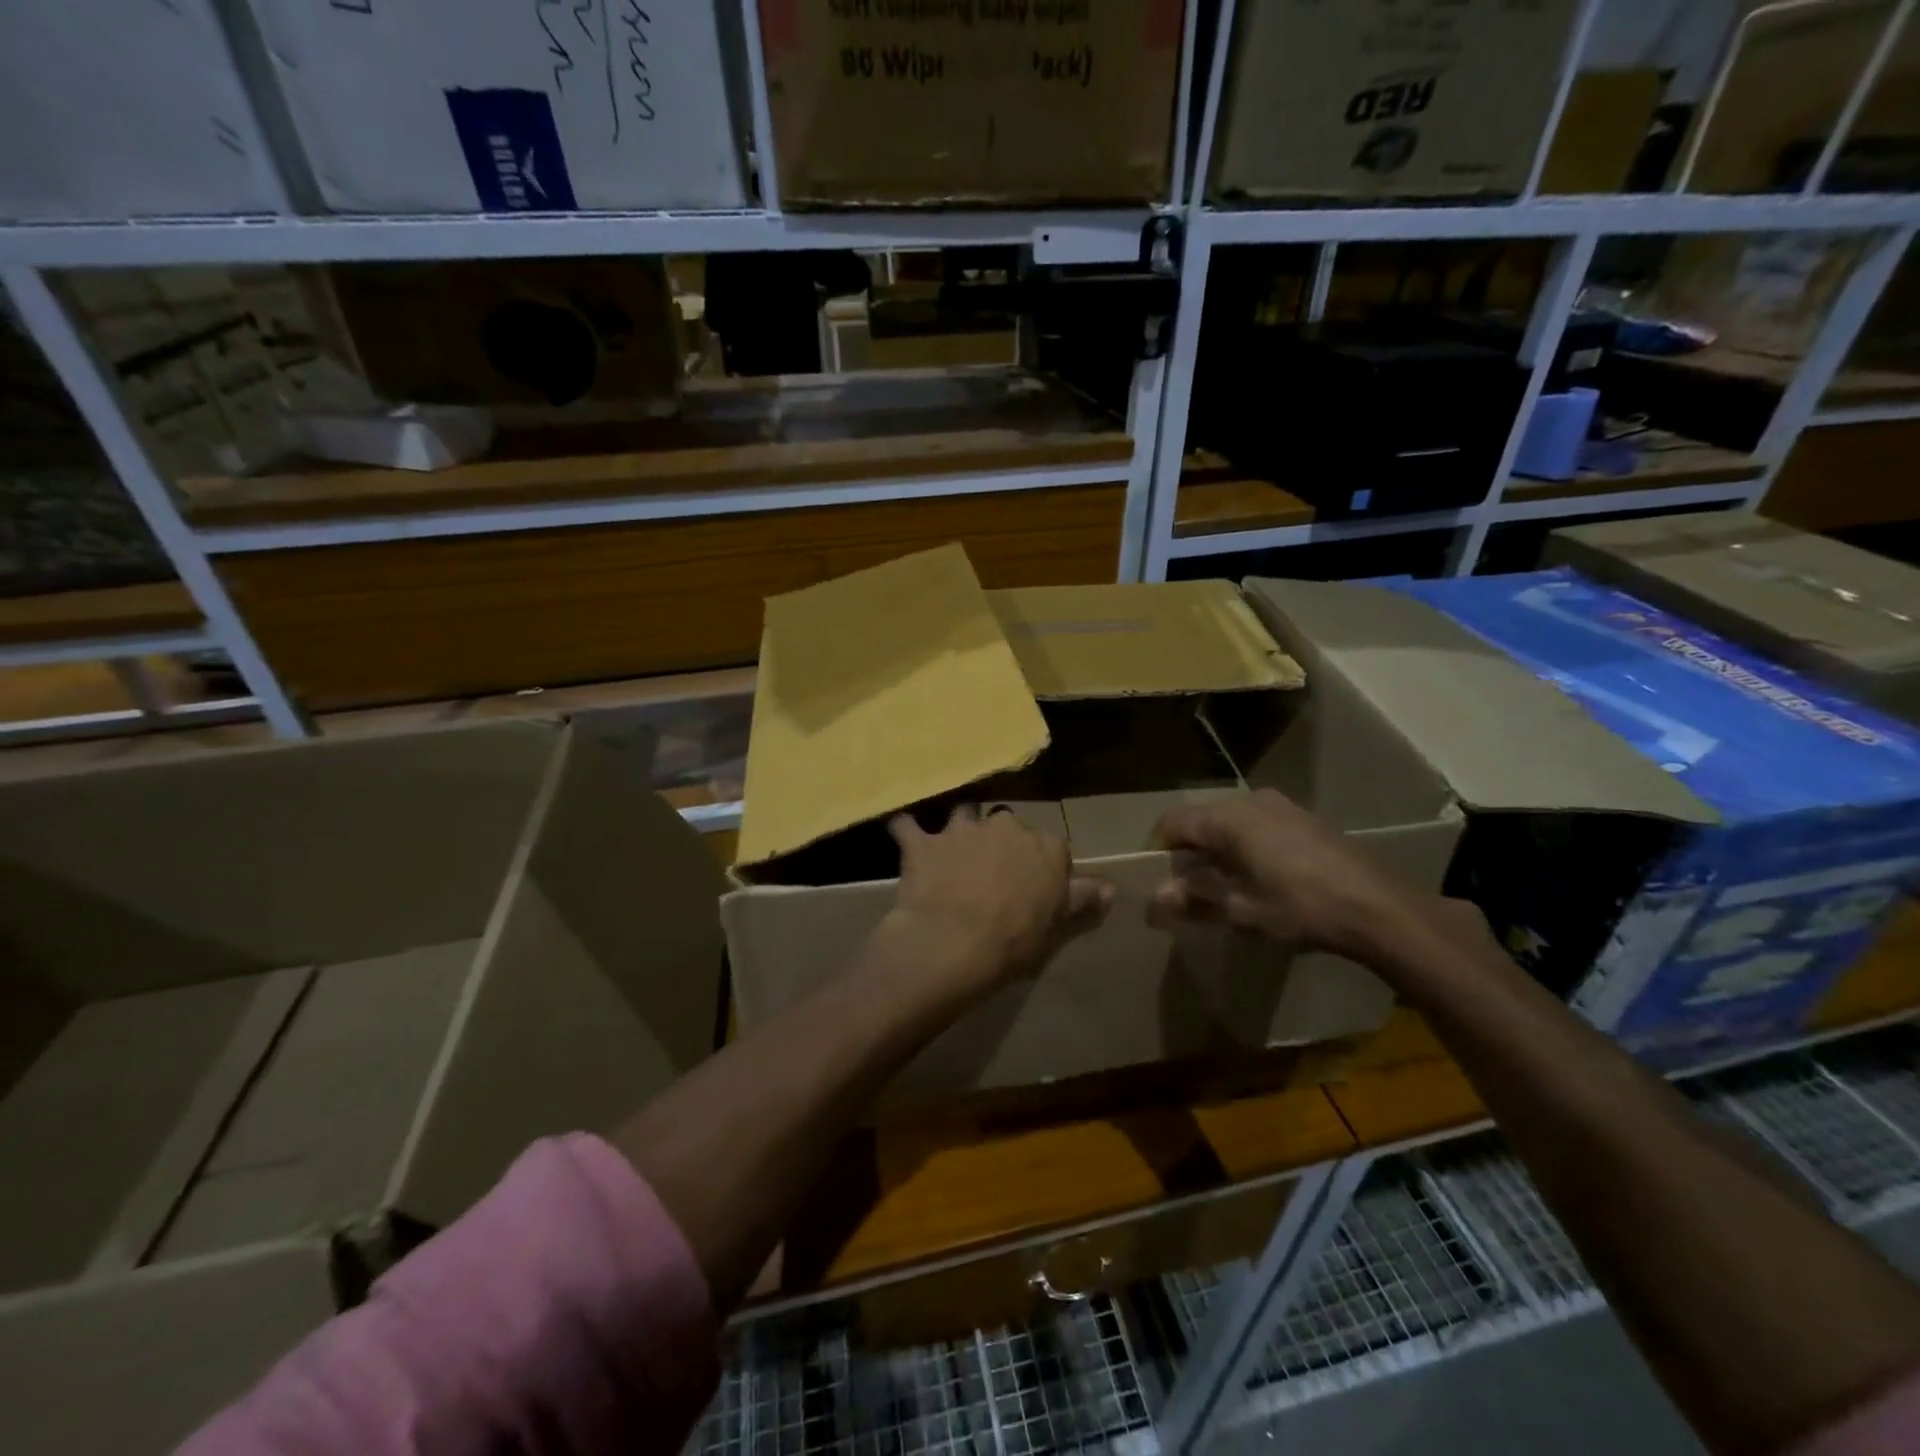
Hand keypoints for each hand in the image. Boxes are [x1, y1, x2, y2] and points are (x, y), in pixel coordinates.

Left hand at [880, 805, 1112, 999]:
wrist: (952, 944)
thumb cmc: (1014, 941)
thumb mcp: (1057, 926)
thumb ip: (1082, 899)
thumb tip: (1109, 888)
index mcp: (1046, 846)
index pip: (1052, 847)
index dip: (1041, 867)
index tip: (1033, 888)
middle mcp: (1006, 826)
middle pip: (1007, 826)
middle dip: (1001, 843)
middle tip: (993, 873)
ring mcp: (962, 830)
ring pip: (963, 816)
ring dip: (960, 831)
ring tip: (953, 851)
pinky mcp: (923, 841)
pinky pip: (908, 826)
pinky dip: (906, 830)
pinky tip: (902, 835)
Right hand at [1148, 788, 1411, 957]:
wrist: (1378, 908)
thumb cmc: (1300, 908)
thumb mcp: (1240, 910)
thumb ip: (1193, 899)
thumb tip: (1156, 898)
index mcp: (1227, 819)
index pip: (1172, 823)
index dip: (1156, 850)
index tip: (1156, 882)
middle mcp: (1249, 802)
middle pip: (1200, 820)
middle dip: (1187, 852)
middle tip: (1186, 889)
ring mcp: (1280, 806)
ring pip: (1229, 822)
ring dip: (1216, 849)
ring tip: (1222, 885)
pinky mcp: (1303, 818)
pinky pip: (1256, 825)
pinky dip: (1243, 846)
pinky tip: (1258, 877)